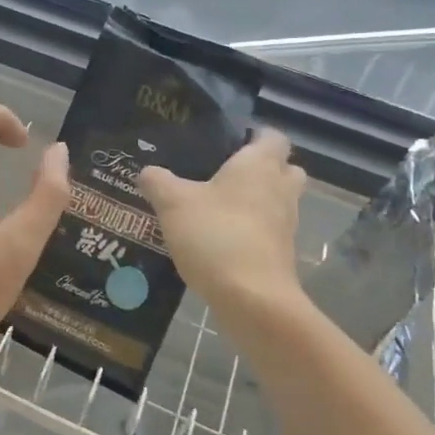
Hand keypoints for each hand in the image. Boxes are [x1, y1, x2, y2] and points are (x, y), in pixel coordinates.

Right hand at [138, 129, 305, 323]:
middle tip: (227, 174)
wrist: (252, 299)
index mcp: (259, 165)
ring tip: (219, 207)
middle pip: (285, 168)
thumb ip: (158, 181)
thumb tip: (147, 171)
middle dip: (263, 168)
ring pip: (279, 201)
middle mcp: (280, 189)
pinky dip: (253, 231)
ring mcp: (287, 224)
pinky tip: (222, 239)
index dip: (255, 135)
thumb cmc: (215, 235)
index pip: (273, 136)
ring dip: (258, 202)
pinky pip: (271, 231)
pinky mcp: (283, 254)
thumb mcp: (173, 204)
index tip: (229, 142)